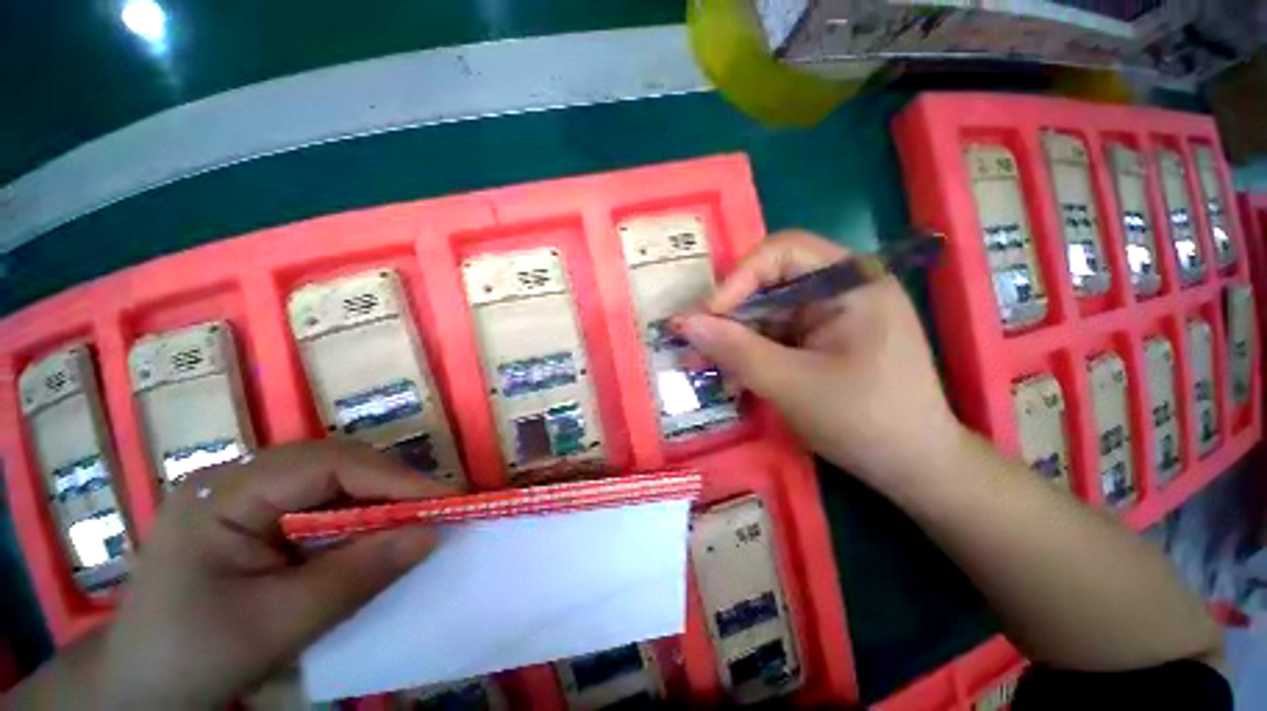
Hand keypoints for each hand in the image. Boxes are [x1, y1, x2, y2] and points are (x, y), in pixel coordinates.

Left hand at [96, 440, 452, 707]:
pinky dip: (358, 514)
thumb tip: (433, 533)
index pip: (329, 465)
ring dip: (379, 497)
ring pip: (333, 478)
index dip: (395, 478)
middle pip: (335, 463)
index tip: (447, 500)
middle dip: (393, 484)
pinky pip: (321, 501)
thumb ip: (359, 575)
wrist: (139, 691)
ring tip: (417, 516)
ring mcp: (243, 495)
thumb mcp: (279, 624)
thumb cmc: (195, 657)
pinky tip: (374, 532)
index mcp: (225, 494)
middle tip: (438, 507)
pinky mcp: (253, 516)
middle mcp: (236, 479)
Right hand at [675, 230, 963, 488]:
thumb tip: (683, 323)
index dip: (738, 278)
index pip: (782, 252)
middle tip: (694, 344)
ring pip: (764, 313)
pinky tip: (730, 375)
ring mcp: (827, 316)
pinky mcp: (817, 341)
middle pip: (768, 283)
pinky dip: (748, 353)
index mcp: (851, 282)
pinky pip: (772, 335)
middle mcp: (839, 289)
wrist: (911, 467)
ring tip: (703, 364)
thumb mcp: (793, 385)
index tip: (707, 316)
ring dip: (733, 338)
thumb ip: (736, 351)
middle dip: (729, 315)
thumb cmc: (865, 421)